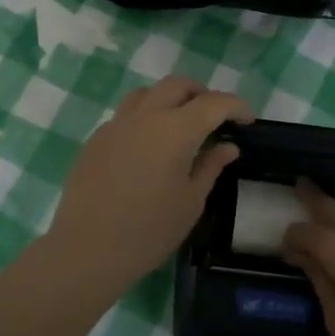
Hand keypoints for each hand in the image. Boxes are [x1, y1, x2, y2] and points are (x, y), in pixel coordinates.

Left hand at [44, 76, 251, 288]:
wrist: (87, 250)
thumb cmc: (149, 231)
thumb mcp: (191, 202)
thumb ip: (211, 166)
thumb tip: (227, 146)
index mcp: (175, 130)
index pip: (214, 103)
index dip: (236, 106)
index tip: (247, 121)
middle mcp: (145, 116)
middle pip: (178, 85)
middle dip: (202, 94)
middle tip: (215, 118)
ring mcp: (116, 124)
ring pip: (148, 93)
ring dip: (170, 100)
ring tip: (180, 126)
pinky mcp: (96, 139)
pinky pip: (126, 115)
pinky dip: (145, 118)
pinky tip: (148, 148)